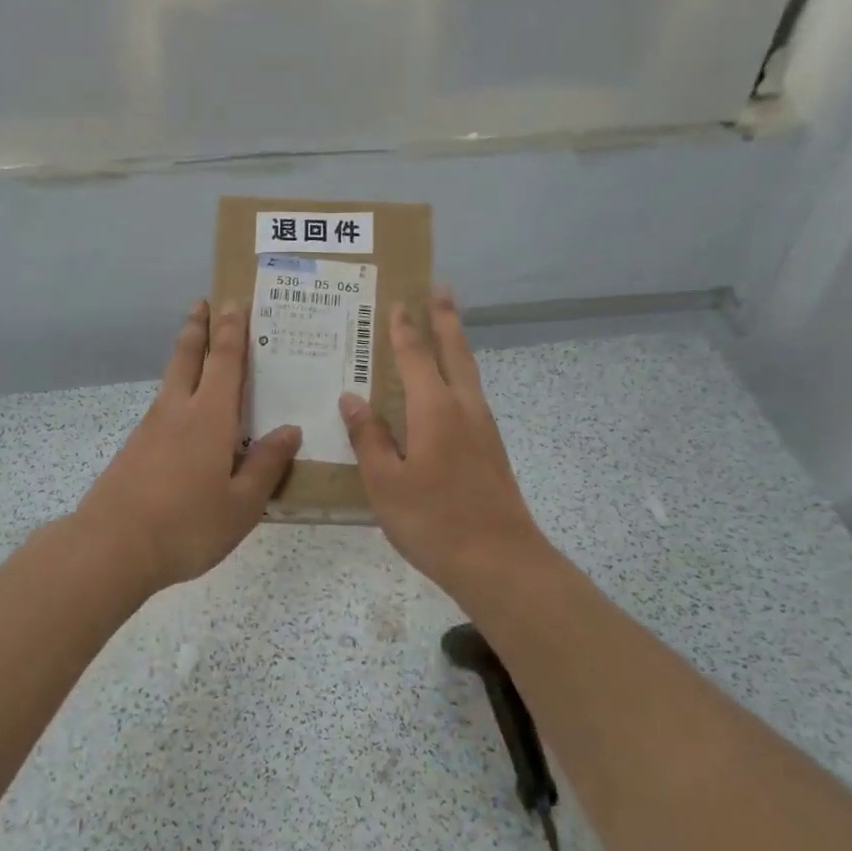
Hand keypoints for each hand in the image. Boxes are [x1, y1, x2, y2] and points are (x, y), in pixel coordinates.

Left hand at [73, 299, 300, 594]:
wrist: (112, 548)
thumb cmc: (187, 525)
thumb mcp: (242, 504)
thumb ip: (266, 465)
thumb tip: (290, 430)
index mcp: (210, 418)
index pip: (225, 362)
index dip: (232, 331)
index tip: (234, 302)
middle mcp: (178, 411)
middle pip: (187, 357)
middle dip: (197, 328)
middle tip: (203, 303)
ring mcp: (150, 429)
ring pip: (171, 380)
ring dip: (184, 357)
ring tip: (196, 350)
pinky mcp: (135, 449)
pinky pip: (162, 409)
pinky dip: (176, 394)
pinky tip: (182, 415)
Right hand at [339, 287, 553, 595]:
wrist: (499, 561)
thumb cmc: (433, 520)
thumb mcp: (385, 482)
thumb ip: (369, 437)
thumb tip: (352, 398)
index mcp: (435, 409)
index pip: (416, 356)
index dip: (405, 328)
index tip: (398, 300)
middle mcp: (464, 408)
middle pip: (455, 352)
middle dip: (446, 319)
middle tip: (441, 289)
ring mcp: (483, 429)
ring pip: (468, 373)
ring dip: (456, 344)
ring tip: (446, 328)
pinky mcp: (491, 450)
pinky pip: (471, 396)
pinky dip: (459, 376)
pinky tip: (449, 392)